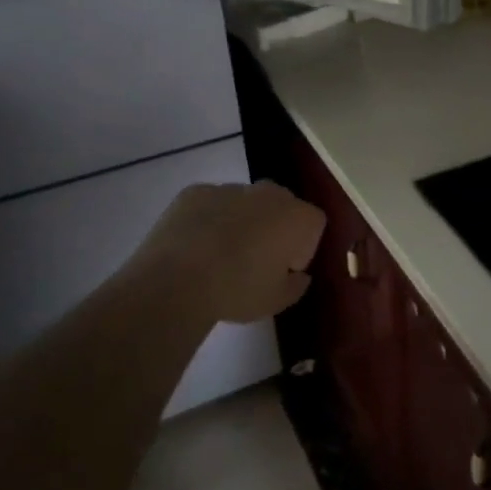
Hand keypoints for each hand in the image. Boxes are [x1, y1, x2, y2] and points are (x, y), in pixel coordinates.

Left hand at [128, 181, 326, 324]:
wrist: (175, 280)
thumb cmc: (238, 290)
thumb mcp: (277, 301)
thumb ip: (296, 285)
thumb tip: (298, 275)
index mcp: (297, 217)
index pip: (314, 225)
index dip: (303, 249)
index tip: (285, 270)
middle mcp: (268, 193)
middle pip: (282, 205)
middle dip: (275, 227)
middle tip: (257, 260)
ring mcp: (230, 188)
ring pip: (246, 202)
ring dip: (242, 221)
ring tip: (221, 254)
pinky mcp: (195, 191)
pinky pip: (212, 203)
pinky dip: (209, 218)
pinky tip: (195, 246)